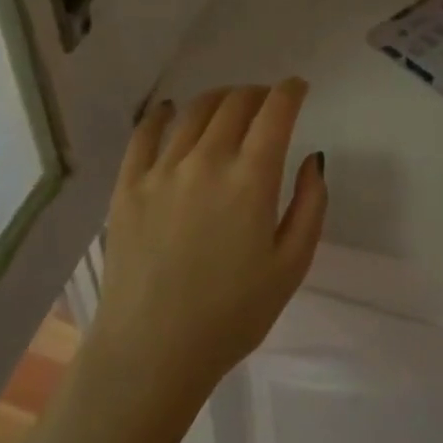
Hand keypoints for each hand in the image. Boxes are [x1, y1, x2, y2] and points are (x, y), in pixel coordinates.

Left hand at [89, 80, 326, 409]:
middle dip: (258, 93)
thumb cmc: (232, 316)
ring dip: (219, 99)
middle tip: (267, 103)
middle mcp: (207, 160)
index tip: (298, 88)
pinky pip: (145, 134)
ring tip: (228, 106)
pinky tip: (170, 110)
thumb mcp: (291, 266)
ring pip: (195, 110)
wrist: (152, 354)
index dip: (290, 90)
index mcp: (251, 178)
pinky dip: (162, 114)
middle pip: (236, 102)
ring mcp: (163, 169)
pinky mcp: (129, 184)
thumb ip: (311, 205)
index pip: (276, 110)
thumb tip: (313, 158)